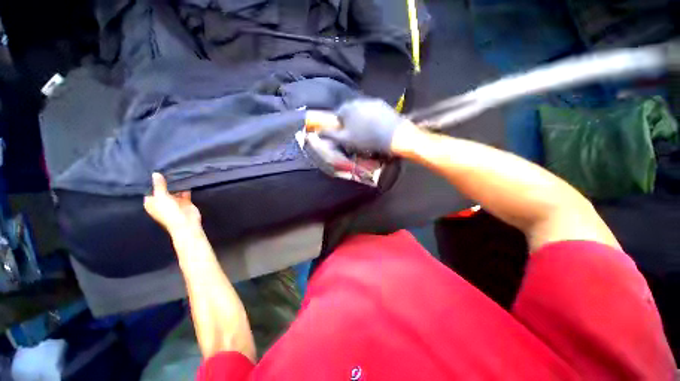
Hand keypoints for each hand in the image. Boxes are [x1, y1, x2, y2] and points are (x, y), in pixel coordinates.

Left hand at [144, 173, 200, 232]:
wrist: (186, 223)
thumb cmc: (169, 212)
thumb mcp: (161, 197)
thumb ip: (159, 185)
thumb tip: (155, 173)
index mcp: (152, 203)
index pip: (149, 190)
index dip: (151, 181)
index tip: (153, 170)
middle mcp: (162, 201)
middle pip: (162, 189)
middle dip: (165, 181)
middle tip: (166, 168)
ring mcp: (174, 201)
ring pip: (174, 190)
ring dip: (176, 184)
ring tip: (176, 171)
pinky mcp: (185, 201)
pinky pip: (184, 192)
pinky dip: (185, 187)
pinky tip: (186, 179)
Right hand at [317, 98, 408, 154]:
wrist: (392, 135)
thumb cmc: (366, 138)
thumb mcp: (345, 139)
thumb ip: (331, 134)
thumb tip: (318, 131)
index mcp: (346, 109)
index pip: (337, 115)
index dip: (340, 125)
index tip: (345, 134)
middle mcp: (357, 101)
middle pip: (349, 111)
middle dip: (350, 121)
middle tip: (356, 133)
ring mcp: (371, 101)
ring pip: (361, 110)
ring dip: (360, 118)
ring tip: (366, 130)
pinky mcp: (382, 104)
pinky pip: (372, 110)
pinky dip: (371, 117)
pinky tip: (376, 126)